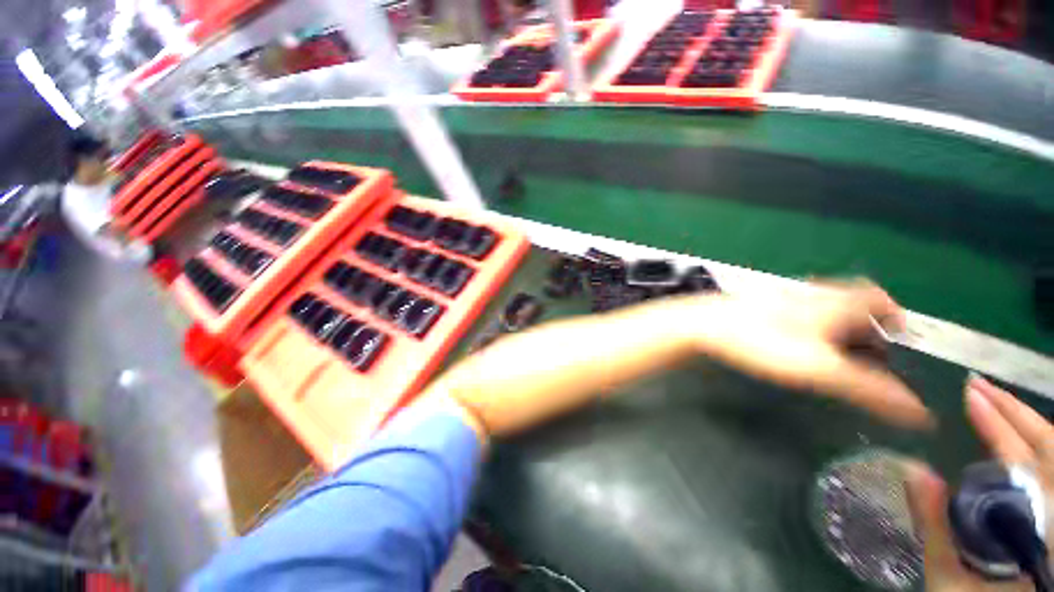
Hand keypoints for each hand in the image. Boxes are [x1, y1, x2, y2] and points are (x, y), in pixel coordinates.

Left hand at [703, 280, 931, 427]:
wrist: (703, 324)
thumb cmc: (762, 342)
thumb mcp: (821, 369)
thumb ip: (870, 389)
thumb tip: (919, 413)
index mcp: (833, 303)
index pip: (877, 297)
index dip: (894, 312)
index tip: (899, 332)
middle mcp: (809, 294)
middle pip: (850, 300)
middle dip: (866, 321)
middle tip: (869, 348)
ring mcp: (779, 296)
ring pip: (820, 304)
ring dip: (836, 322)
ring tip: (836, 348)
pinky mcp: (756, 304)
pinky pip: (793, 309)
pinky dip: (807, 323)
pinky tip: (793, 340)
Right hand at [906, 375, 1052, 590]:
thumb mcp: (950, 582)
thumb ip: (936, 531)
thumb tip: (915, 471)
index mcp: (1042, 531)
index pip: (1027, 464)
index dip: (1001, 426)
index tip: (971, 394)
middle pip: (1049, 451)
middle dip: (1015, 414)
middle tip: (977, 385)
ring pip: (1052, 458)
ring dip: (1023, 425)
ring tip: (990, 400)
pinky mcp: (1050, 514)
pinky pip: (1048, 471)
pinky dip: (1030, 446)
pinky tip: (1007, 436)